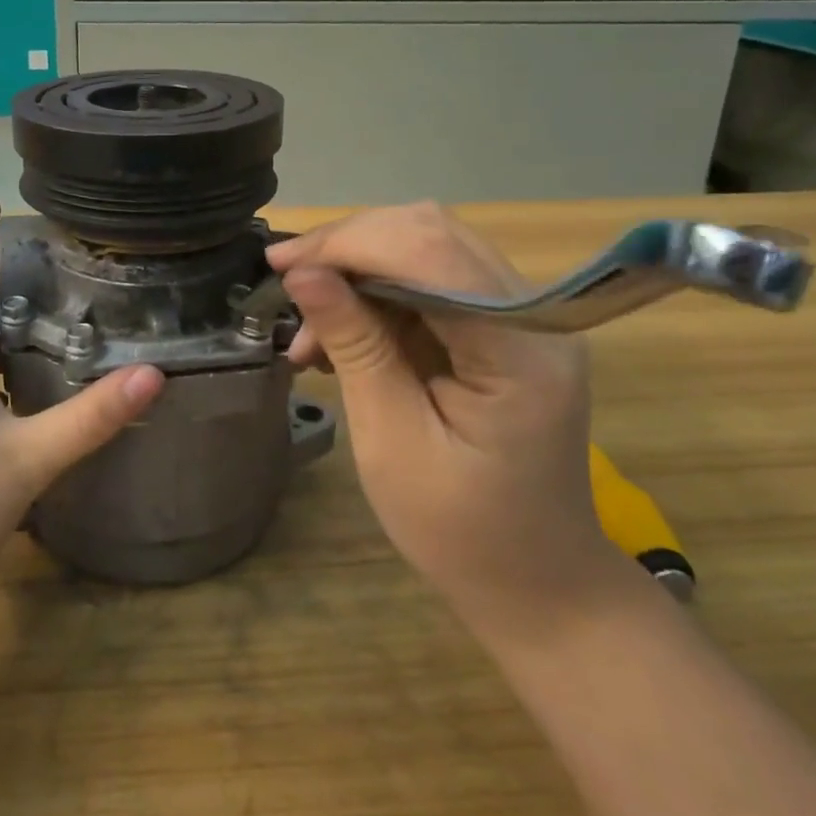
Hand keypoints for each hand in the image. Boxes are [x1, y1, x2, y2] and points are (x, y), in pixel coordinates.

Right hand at [268, 203, 618, 636]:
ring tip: (308, 330)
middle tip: (285, 281)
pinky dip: (377, 293)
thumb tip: (302, 273)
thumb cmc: (460, 531)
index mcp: (522, 350)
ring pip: (427, 246)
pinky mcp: (504, 324)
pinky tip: (340, 331)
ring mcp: (525, 315)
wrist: (537, 582)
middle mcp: (535, 313)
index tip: (279, 264)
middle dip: (348, 247)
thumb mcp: (392, 442)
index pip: (432, 253)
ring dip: (358, 270)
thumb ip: (355, 346)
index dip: (349, 243)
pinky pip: (432, 278)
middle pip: (431, 233)